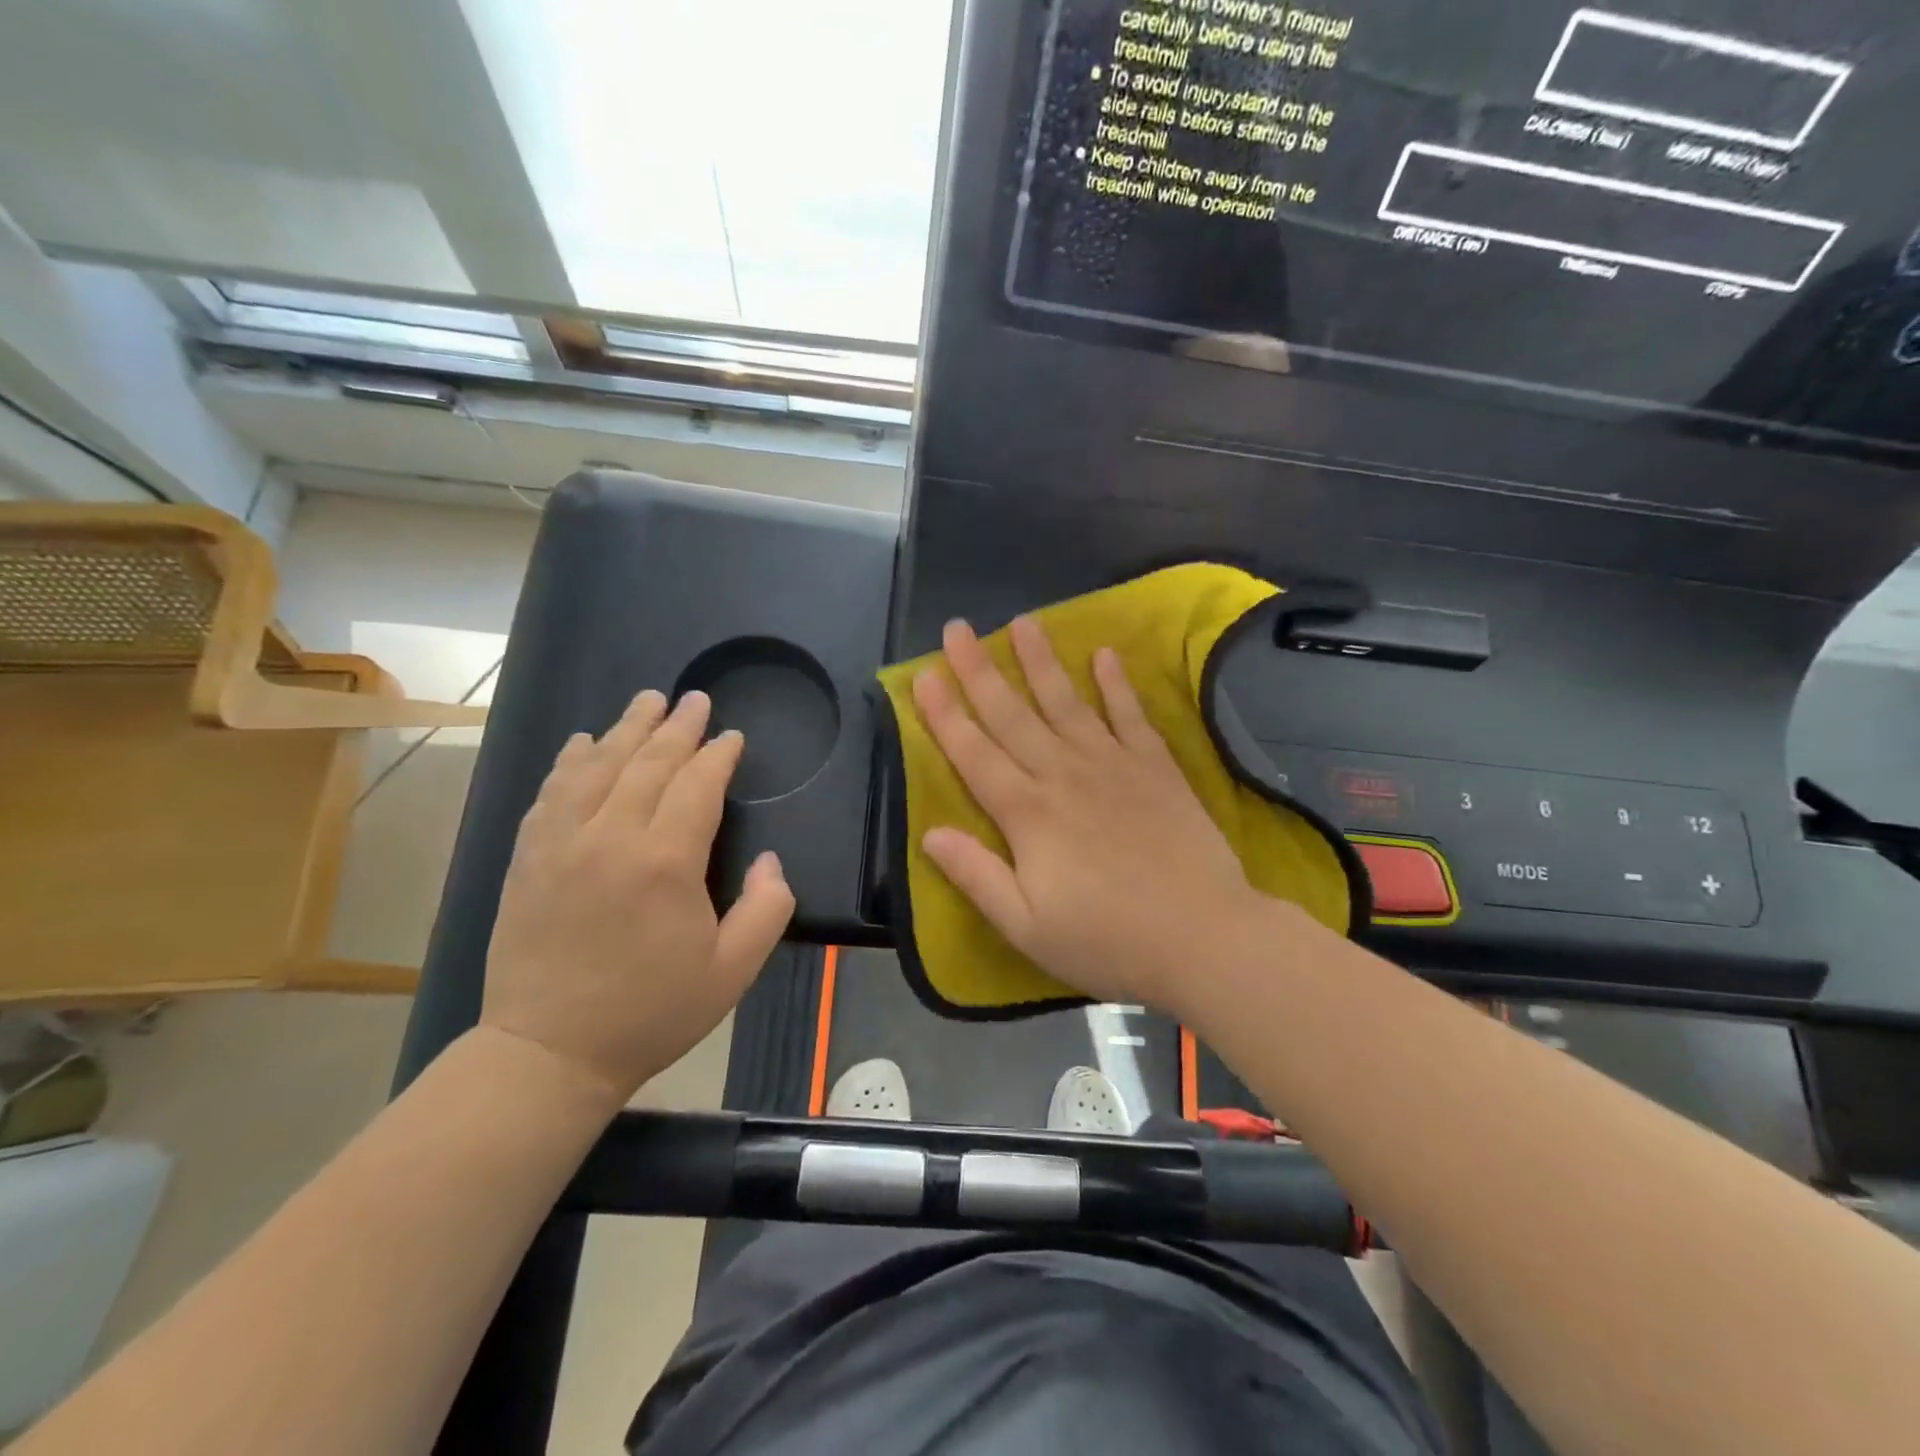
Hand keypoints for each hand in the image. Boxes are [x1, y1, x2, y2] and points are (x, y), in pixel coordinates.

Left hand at [482, 689, 794, 1108]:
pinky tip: (582, 744)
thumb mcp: (733, 971)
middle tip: (694, 699)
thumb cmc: (651, 1012)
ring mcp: (561, 844)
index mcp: (666, 861)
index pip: (697, 785)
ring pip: (596, 767)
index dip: (718, 755)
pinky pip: (551, 793)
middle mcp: (611, 837)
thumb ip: (768, 908)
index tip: (732, 737)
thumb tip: (771, 861)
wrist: (548, 1053)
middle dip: (677, 727)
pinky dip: (570, 762)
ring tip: (646, 702)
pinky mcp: (528, 859)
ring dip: (624, 729)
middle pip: (647, 763)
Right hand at [912, 617, 1267, 1018]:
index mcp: (1027, 814)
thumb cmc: (1107, 940)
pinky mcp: (1155, 768)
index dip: (945, 715)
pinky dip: (1117, 684)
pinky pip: (1130, 715)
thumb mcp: (1027, 927)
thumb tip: (930, 834)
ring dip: (1041, 661)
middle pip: (1012, 715)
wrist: (1203, 936)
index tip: (923, 674)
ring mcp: (1113, 765)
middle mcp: (1063, 775)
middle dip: (979, 671)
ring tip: (1023, 621)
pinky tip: (1104, 654)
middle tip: (958, 628)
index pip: (974, 754)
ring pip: (1066, 702)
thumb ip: (976, 876)